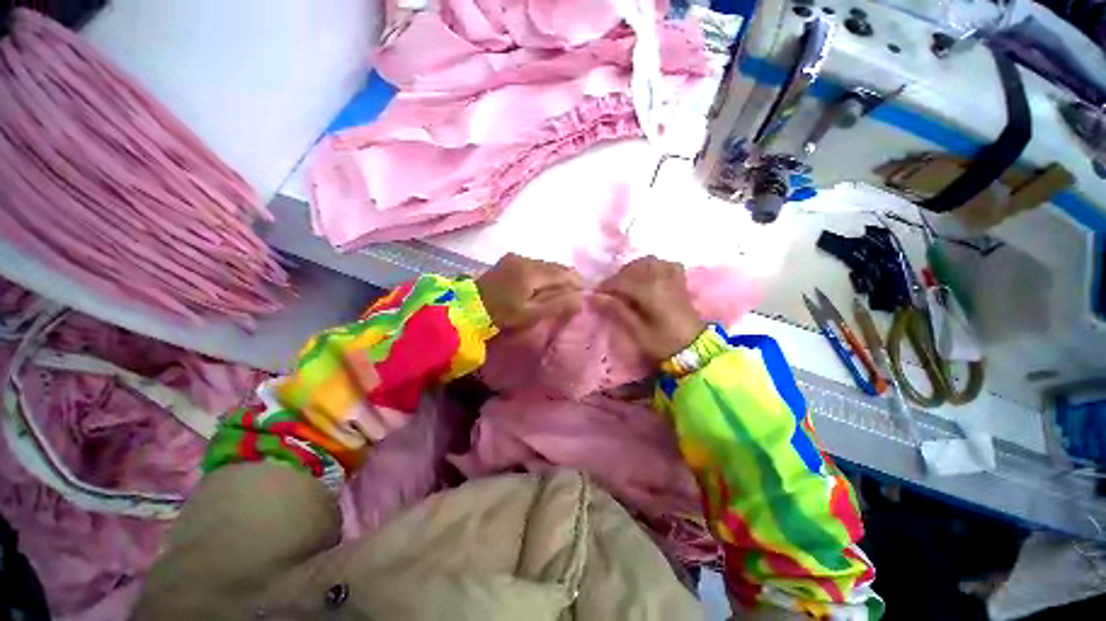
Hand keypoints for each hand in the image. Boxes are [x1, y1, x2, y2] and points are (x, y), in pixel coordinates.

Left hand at [477, 253, 583, 329]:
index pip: (564, 273)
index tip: (582, 294)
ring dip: (555, 276)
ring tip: (558, 291)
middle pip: (556, 266)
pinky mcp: (509, 259)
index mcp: (532, 272)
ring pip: (546, 264)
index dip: (576, 282)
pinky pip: (534, 264)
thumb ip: (557, 305)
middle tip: (572, 294)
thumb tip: (580, 298)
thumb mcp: (531, 314)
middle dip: (567, 278)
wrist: (469, 307)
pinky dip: (543, 273)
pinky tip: (541, 285)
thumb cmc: (502, 314)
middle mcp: (526, 259)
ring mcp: (516, 257)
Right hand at [594, 256, 704, 360]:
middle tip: (609, 292)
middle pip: (633, 267)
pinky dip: (651, 266)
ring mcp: (672, 275)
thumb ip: (617, 310)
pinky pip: (663, 263)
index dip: (606, 286)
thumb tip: (594, 297)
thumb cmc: (664, 342)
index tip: (595, 295)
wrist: (695, 347)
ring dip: (633, 270)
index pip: (621, 280)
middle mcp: (661, 277)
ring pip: (647, 261)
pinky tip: (647, 277)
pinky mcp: (679, 279)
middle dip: (618, 277)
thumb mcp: (637, 331)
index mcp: (650, 290)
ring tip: (626, 285)